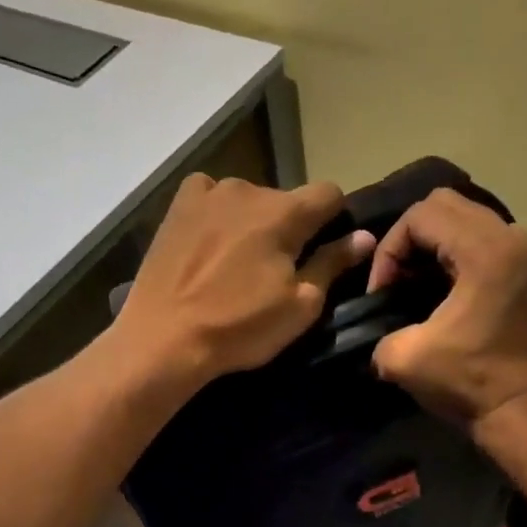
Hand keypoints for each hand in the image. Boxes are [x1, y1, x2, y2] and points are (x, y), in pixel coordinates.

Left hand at [114, 174, 373, 388]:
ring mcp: (207, 193)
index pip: (329, 194)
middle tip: (276, 269)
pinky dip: (216, 215)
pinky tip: (208, 243)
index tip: (325, 249)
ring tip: (236, 263)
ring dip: (251, 222)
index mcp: (285, 212)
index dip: (334, 220)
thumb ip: (332, 264)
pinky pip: (209, 198)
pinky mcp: (176, 207)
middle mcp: (248, 189)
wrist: (164, 338)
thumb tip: (363, 237)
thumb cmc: (239, 327)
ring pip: (247, 201)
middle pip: (285, 200)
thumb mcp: (299, 306)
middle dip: (289, 227)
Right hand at [368, 187, 526, 428]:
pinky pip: (482, 237)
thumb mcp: (402, 358)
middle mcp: (509, 239)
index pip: (420, 216)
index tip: (381, 293)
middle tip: (395, 280)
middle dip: (408, 238)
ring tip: (414, 283)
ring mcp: (523, 252)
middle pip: (444, 204)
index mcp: (484, 251)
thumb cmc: (466, 381)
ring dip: (432, 243)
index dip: (389, 250)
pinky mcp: (526, 270)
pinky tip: (441, 289)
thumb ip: (378, 329)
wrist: (520, 410)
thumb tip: (374, 322)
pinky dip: (455, 252)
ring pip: (464, 217)